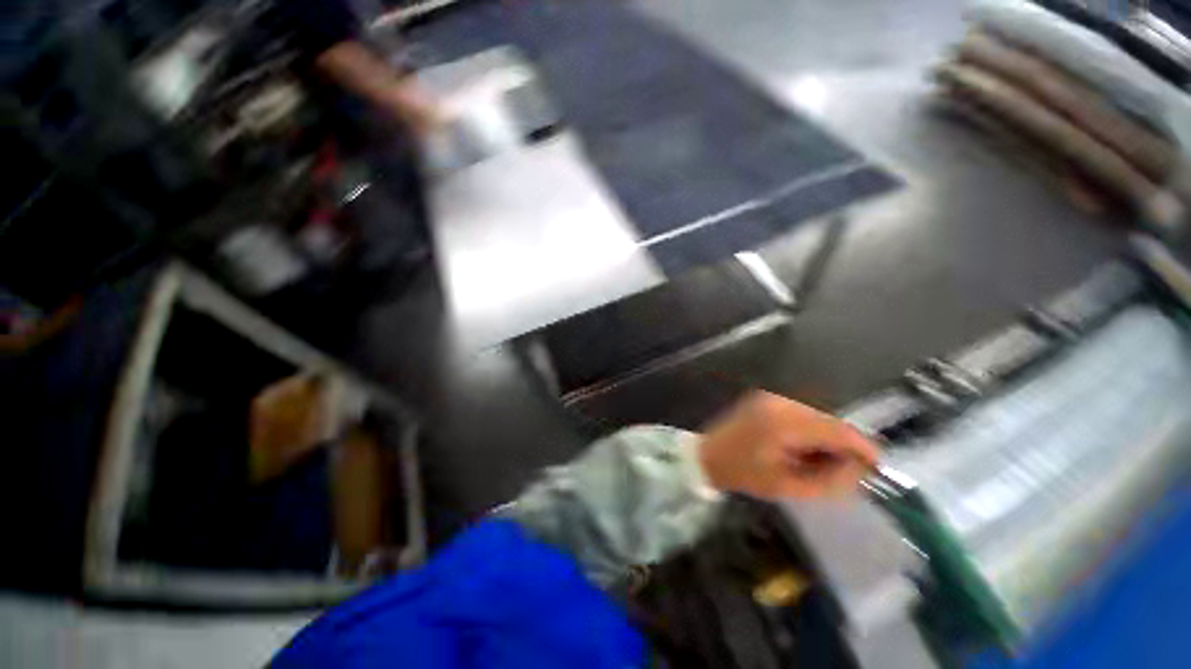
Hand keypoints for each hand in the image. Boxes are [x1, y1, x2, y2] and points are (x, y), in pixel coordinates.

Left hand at [698, 391, 879, 498]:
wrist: (707, 454)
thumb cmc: (744, 474)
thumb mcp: (788, 486)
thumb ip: (829, 480)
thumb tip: (859, 470)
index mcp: (784, 422)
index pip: (837, 429)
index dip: (863, 447)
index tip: (877, 467)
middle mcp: (780, 402)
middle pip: (829, 420)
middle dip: (842, 445)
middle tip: (841, 471)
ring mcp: (772, 396)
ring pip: (817, 416)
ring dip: (825, 438)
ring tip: (813, 461)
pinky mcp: (767, 398)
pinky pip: (801, 413)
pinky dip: (809, 430)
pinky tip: (799, 448)